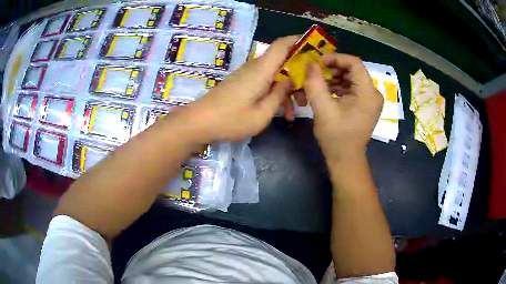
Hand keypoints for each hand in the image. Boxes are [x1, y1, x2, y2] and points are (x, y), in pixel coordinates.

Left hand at [170, 36, 297, 142]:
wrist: (199, 122)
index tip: (314, 46)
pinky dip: (275, 94)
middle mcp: (255, 68)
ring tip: (294, 111)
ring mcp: (248, 75)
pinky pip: (265, 83)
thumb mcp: (262, 114)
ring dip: (287, 90)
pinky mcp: (242, 83)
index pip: (282, 45)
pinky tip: (280, 112)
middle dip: (299, 74)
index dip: (298, 40)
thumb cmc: (230, 120)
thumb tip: (288, 82)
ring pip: (275, 75)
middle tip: (308, 94)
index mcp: (261, 70)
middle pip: (282, 61)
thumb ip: (279, 95)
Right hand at [304, 54, 382, 160]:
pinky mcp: (366, 105)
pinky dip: (339, 87)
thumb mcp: (322, 108)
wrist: (345, 159)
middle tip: (316, 73)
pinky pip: (352, 89)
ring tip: (318, 84)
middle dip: (333, 69)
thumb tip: (311, 63)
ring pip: (352, 79)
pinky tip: (326, 92)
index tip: (318, 62)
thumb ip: (315, 83)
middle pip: (353, 70)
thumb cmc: (336, 136)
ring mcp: (370, 100)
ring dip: (334, 78)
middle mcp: (373, 93)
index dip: (336, 58)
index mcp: (368, 93)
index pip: (354, 63)